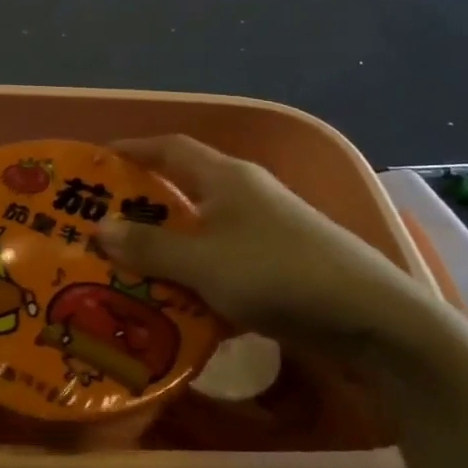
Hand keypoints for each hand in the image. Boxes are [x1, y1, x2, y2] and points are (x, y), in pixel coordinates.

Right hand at [97, 135, 430, 357]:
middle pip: (184, 190)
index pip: (170, 149)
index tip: (97, 161)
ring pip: (202, 232)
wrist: (370, 319)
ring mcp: (266, 231)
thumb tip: (99, 229)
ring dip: (167, 248)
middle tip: (101, 227)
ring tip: (126, 269)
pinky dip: (195, 277)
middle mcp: (246, 195)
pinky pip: (222, 263)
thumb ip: (150, 247)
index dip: (134, 150)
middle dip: (143, 207)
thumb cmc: (277, 274)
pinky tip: (175, 304)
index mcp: (227, 178)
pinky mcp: (279, 266)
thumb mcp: (203, 262)